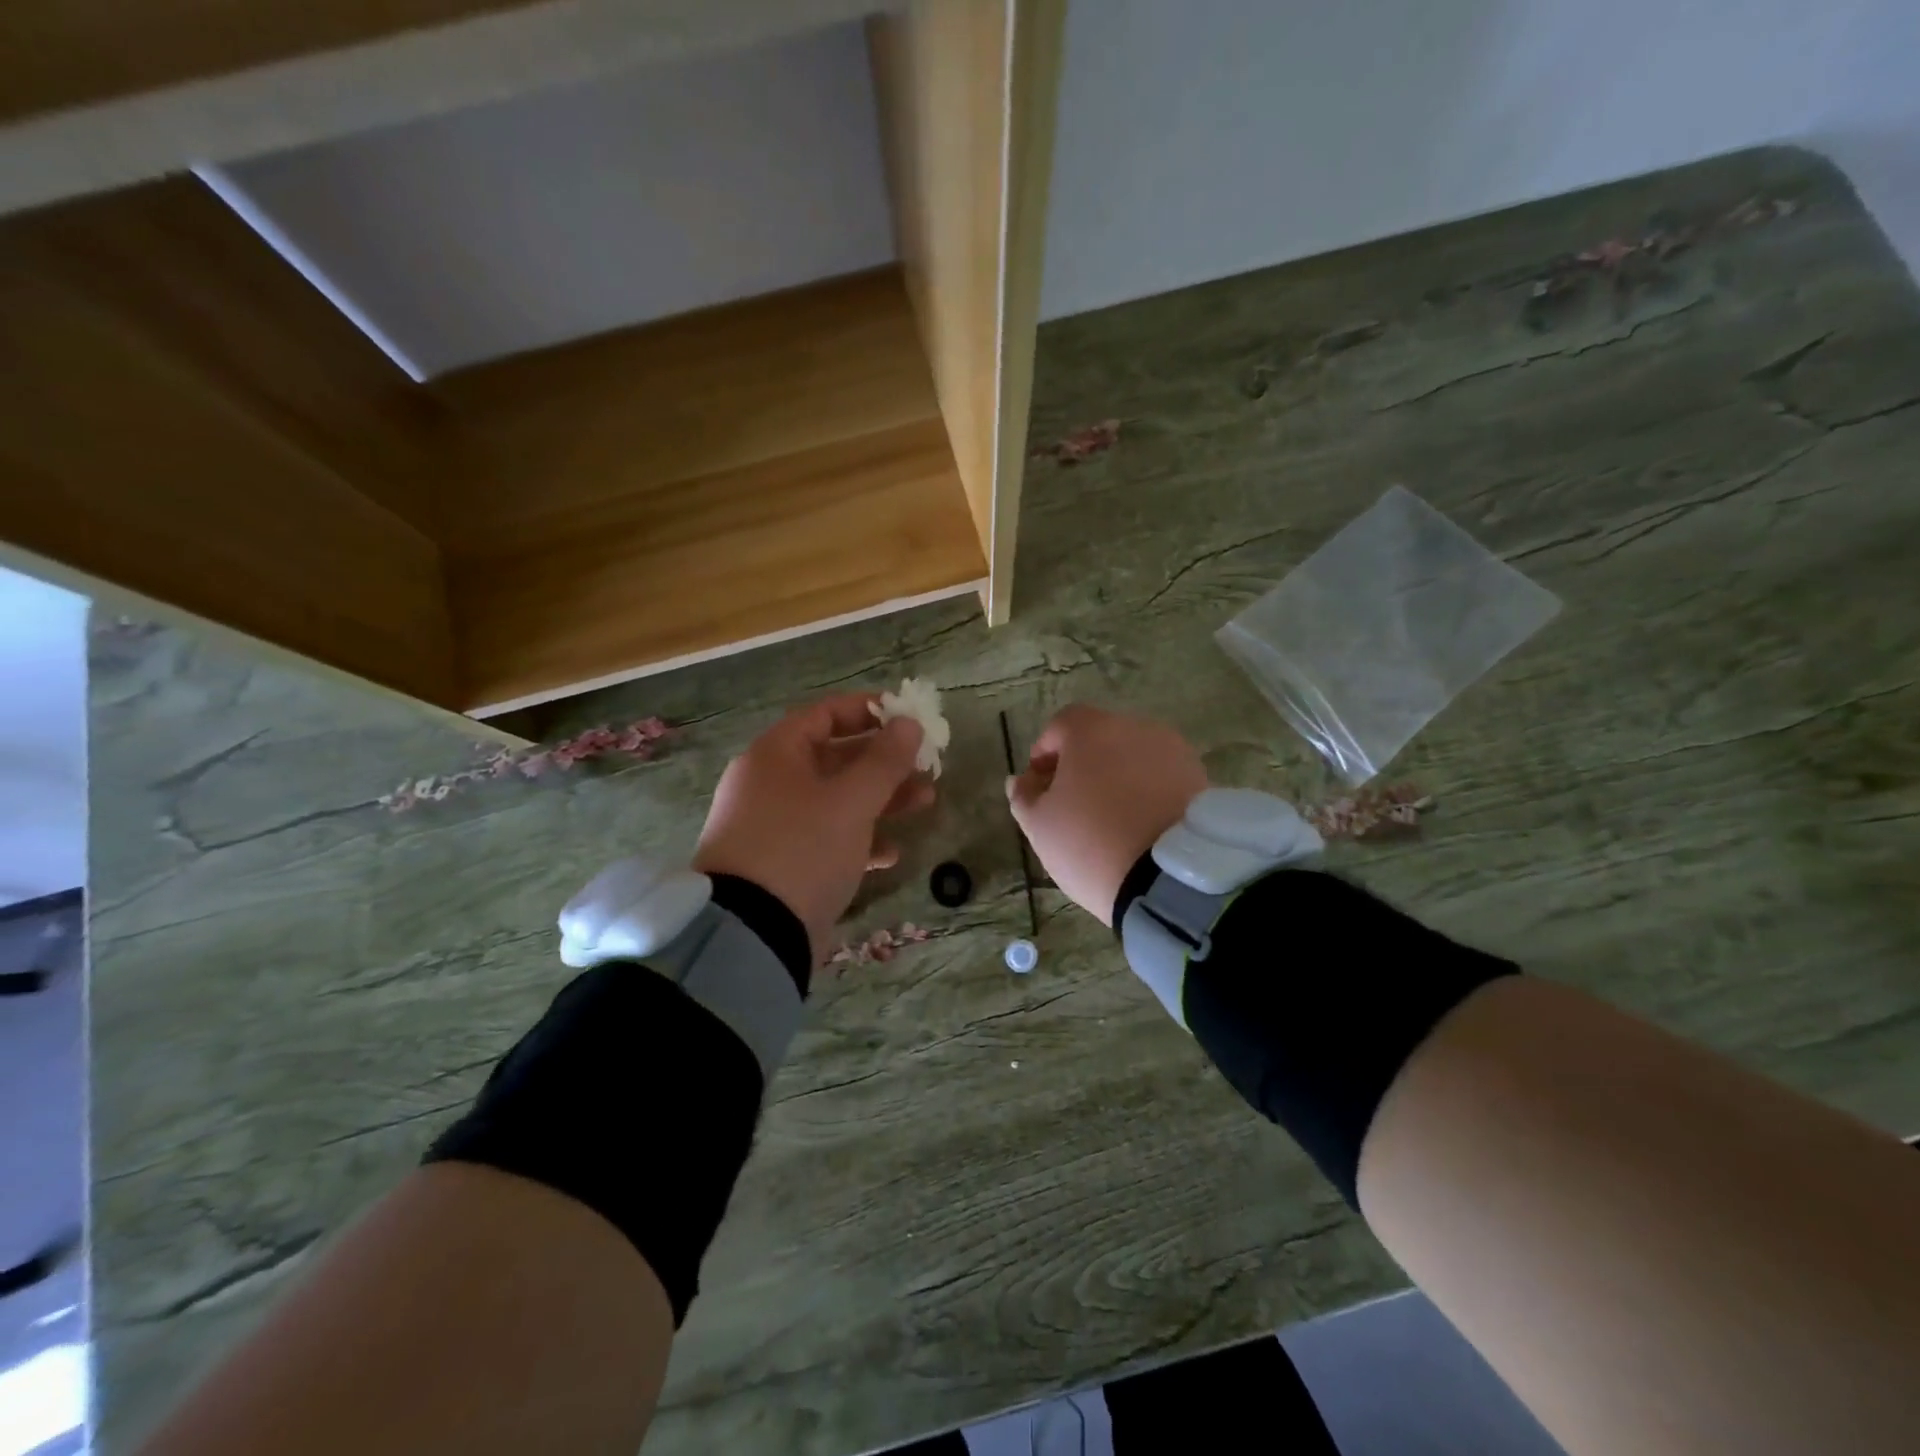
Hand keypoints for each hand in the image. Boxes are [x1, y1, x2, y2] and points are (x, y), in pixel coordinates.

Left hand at [693, 694, 930, 960]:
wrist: (751, 932)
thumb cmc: (803, 848)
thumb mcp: (852, 801)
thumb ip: (885, 760)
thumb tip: (909, 722)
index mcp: (776, 754)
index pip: (825, 714)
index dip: (869, 711)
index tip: (908, 717)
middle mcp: (770, 783)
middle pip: (835, 758)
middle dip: (884, 762)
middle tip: (927, 765)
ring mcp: (773, 825)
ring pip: (835, 799)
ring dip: (880, 799)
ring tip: (926, 802)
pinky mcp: (781, 863)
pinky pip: (825, 838)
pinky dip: (858, 839)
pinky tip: (890, 854)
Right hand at [1007, 705, 1206, 925]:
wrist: (1171, 878)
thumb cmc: (1091, 842)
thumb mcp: (1040, 826)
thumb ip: (1025, 797)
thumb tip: (1021, 781)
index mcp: (1091, 730)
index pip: (1060, 725)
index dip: (1045, 753)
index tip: (1039, 786)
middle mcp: (1135, 728)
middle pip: (1100, 738)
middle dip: (1082, 765)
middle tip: (1072, 805)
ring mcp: (1173, 751)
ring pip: (1133, 757)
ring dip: (1117, 777)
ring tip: (1110, 819)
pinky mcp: (1200, 778)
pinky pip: (1161, 778)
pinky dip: (1146, 792)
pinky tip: (1140, 826)